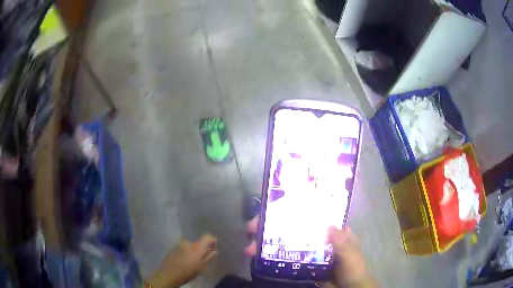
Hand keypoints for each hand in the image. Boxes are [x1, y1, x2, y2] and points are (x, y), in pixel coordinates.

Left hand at [147, 234, 217, 287]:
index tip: (212, 247)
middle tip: (199, 259)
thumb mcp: (202, 266)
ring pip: (189, 246)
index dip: (211, 241)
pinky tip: (182, 261)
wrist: (170, 273)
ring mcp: (180, 244)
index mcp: (198, 246)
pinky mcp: (173, 247)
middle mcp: (189, 242)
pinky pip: (182, 248)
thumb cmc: (189, 271)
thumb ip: (209, 257)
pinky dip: (184, 253)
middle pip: (198, 243)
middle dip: (199, 249)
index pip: (207, 237)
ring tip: (190, 261)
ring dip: (191, 251)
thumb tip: (214, 250)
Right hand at [244, 217, 375, 287]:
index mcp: (328, 231)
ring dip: (264, 244)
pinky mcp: (298, 266)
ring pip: (282, 243)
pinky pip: (282, 260)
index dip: (291, 210)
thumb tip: (327, 224)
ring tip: (249, 249)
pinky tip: (256, 259)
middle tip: (251, 228)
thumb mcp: (350, 255)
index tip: (272, 208)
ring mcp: (305, 253)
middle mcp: (314, 238)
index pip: (308, 215)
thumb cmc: (353, 269)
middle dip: (269, 227)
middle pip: (290, 228)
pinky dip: (268, 258)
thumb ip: (342, 243)